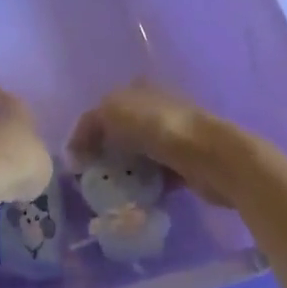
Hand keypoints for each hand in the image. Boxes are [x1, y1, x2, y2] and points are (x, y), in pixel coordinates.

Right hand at [68, 82, 241, 205]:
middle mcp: (156, 108)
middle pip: (122, 132)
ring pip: (139, 155)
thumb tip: (75, 150)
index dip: (87, 131)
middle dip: (105, 153)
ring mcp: (173, 136)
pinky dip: (145, 186)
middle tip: (91, 177)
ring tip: (110, 191)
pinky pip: (157, 175)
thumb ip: (88, 126)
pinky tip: (134, 198)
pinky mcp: (186, 163)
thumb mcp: (111, 113)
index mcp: (138, 89)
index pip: (104, 108)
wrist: (211, 156)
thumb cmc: (158, 127)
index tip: (76, 158)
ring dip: (125, 172)